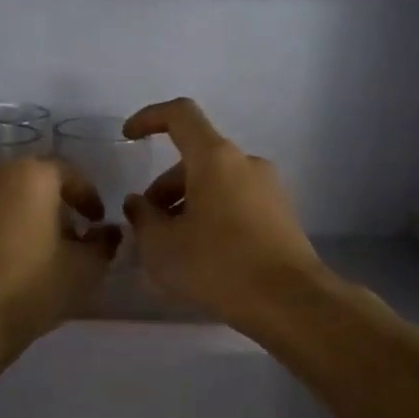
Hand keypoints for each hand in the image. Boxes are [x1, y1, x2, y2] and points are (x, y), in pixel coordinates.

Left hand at [0, 158, 119, 353]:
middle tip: (61, 237)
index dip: (87, 198)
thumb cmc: (29, 291)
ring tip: (22, 252)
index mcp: (29, 177)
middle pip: (27, 185)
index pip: (68, 175)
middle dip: (47, 206)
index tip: (96, 222)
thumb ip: (102, 244)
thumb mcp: (83, 271)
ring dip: (11, 218)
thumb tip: (106, 232)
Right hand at [121, 98, 325, 327]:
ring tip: (172, 248)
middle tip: (148, 227)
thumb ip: (142, 218)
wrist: (289, 302)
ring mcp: (269, 189)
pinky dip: (212, 217)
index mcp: (215, 158)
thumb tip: (139, 203)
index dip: (149, 118)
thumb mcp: (162, 246)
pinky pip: (236, 204)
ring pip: (216, 184)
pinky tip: (202, 256)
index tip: (128, 138)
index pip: (180, 115)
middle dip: (165, 187)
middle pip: (196, 159)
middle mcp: (246, 163)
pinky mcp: (281, 216)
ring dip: (187, 205)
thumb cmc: (217, 265)